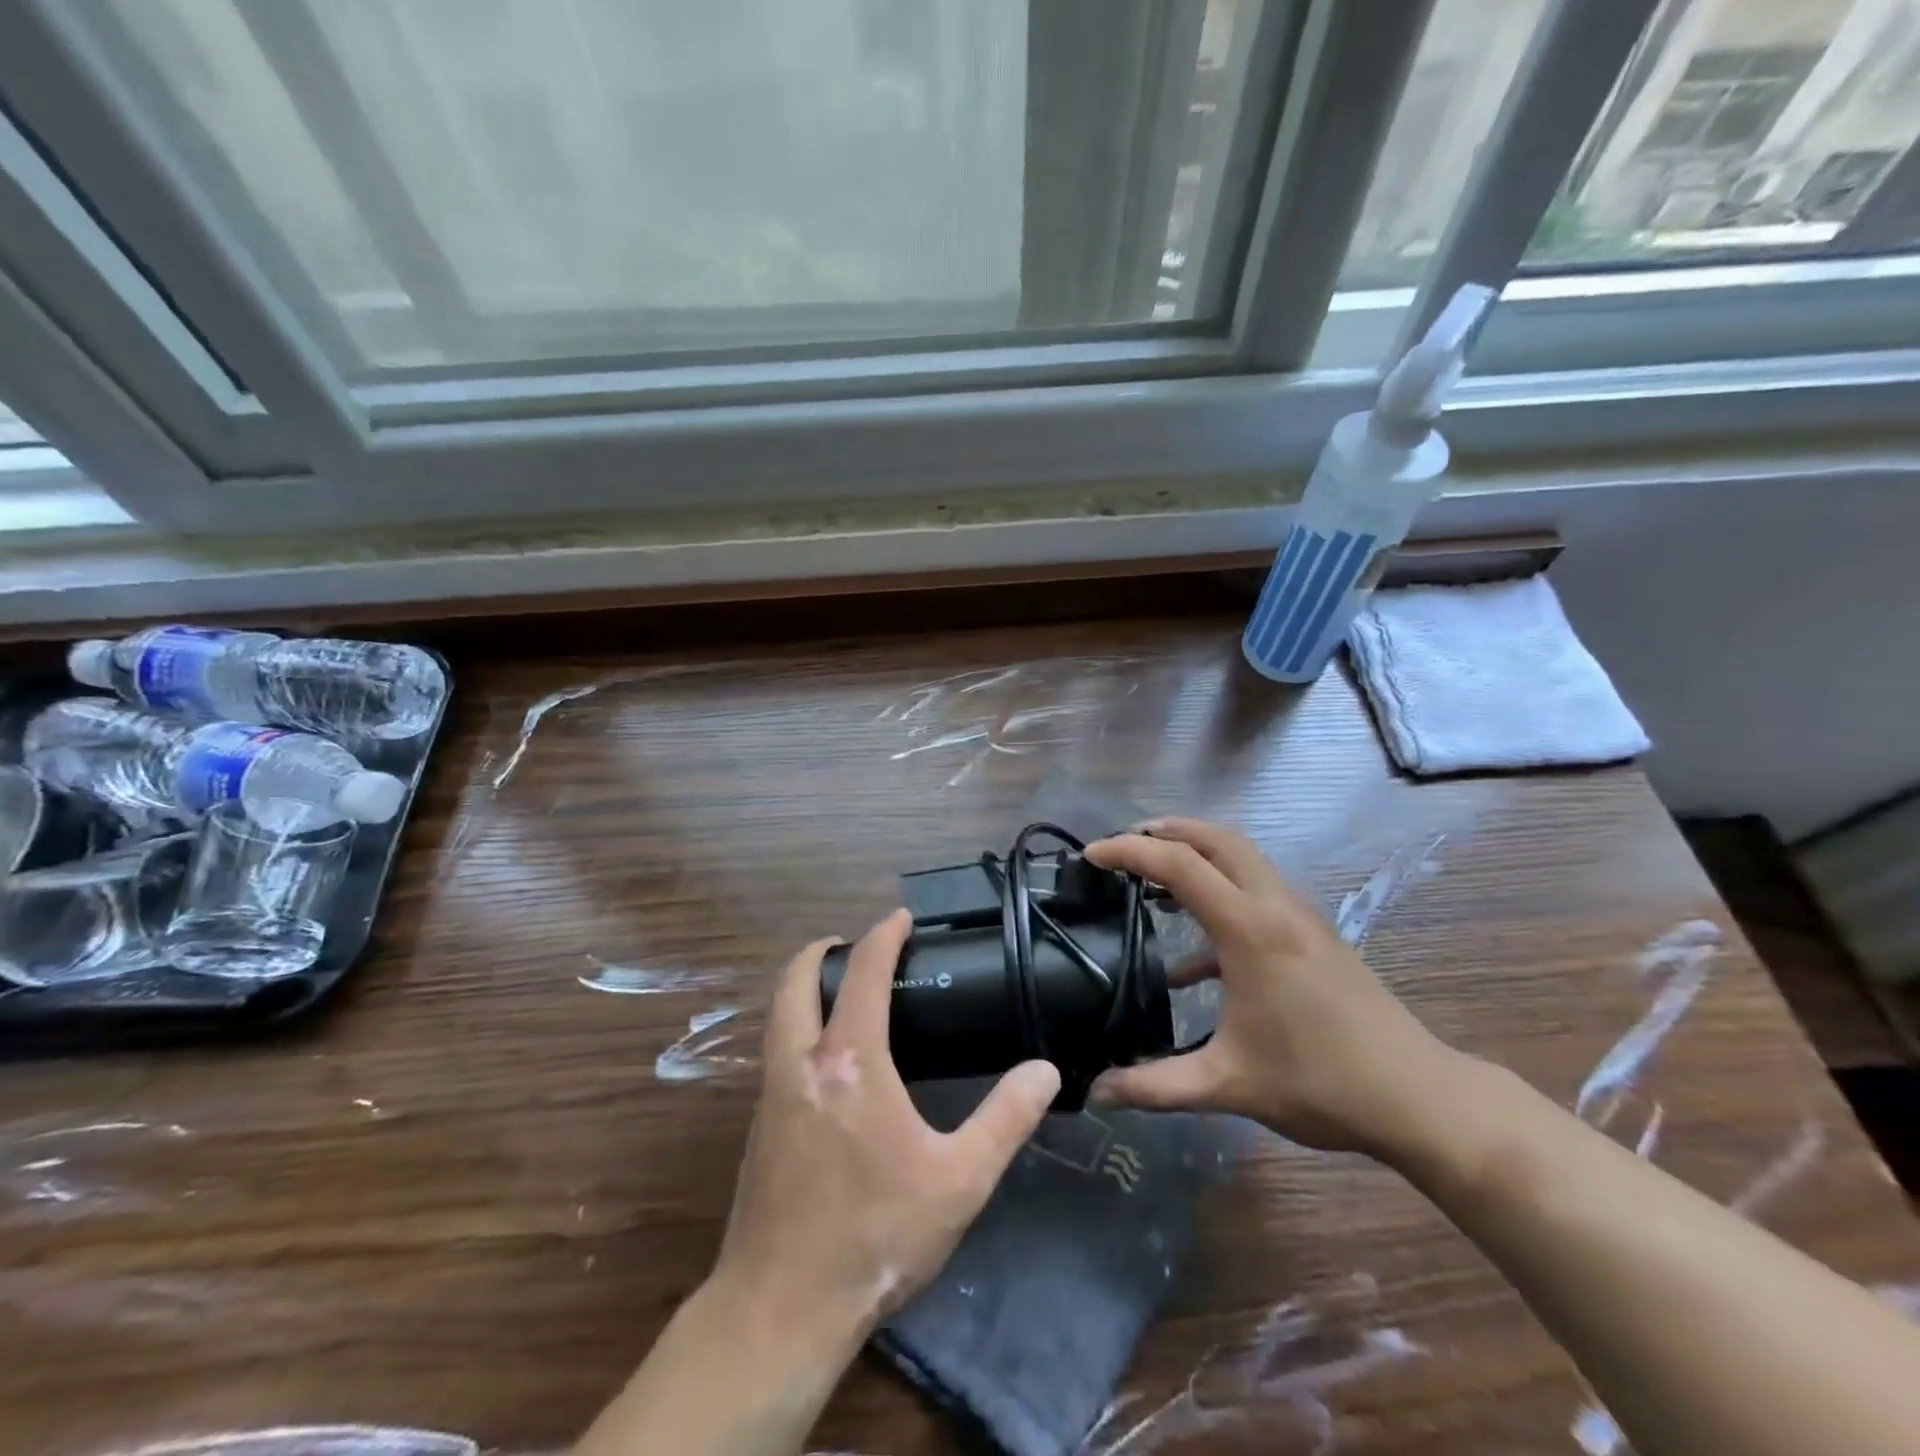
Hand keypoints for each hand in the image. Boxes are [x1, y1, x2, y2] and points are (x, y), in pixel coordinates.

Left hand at [714, 909, 1060, 1335]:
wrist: (780, 1311)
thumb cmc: (875, 1237)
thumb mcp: (959, 1181)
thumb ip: (1005, 1119)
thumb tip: (1044, 1071)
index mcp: (849, 1061)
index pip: (862, 971)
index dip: (882, 934)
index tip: (901, 917)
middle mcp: (800, 1061)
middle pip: (795, 979)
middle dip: (822, 949)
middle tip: (859, 948)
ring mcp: (771, 1092)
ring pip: (778, 1013)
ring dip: (806, 987)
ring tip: (847, 995)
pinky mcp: (758, 1124)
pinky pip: (777, 1048)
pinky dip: (800, 1025)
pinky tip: (832, 1061)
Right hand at [1084, 819, 1455, 1152]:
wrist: (1417, 1096)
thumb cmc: (1320, 1082)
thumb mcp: (1228, 1084)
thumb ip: (1155, 1086)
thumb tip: (1094, 1094)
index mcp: (1249, 929)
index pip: (1178, 864)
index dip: (1128, 852)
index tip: (1090, 855)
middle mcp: (1274, 906)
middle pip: (1216, 838)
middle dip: (1166, 831)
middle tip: (1123, 845)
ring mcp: (1299, 916)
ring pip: (1242, 858)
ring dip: (1196, 854)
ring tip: (1153, 876)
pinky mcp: (1313, 934)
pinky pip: (1256, 892)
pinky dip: (1218, 898)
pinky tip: (1193, 959)